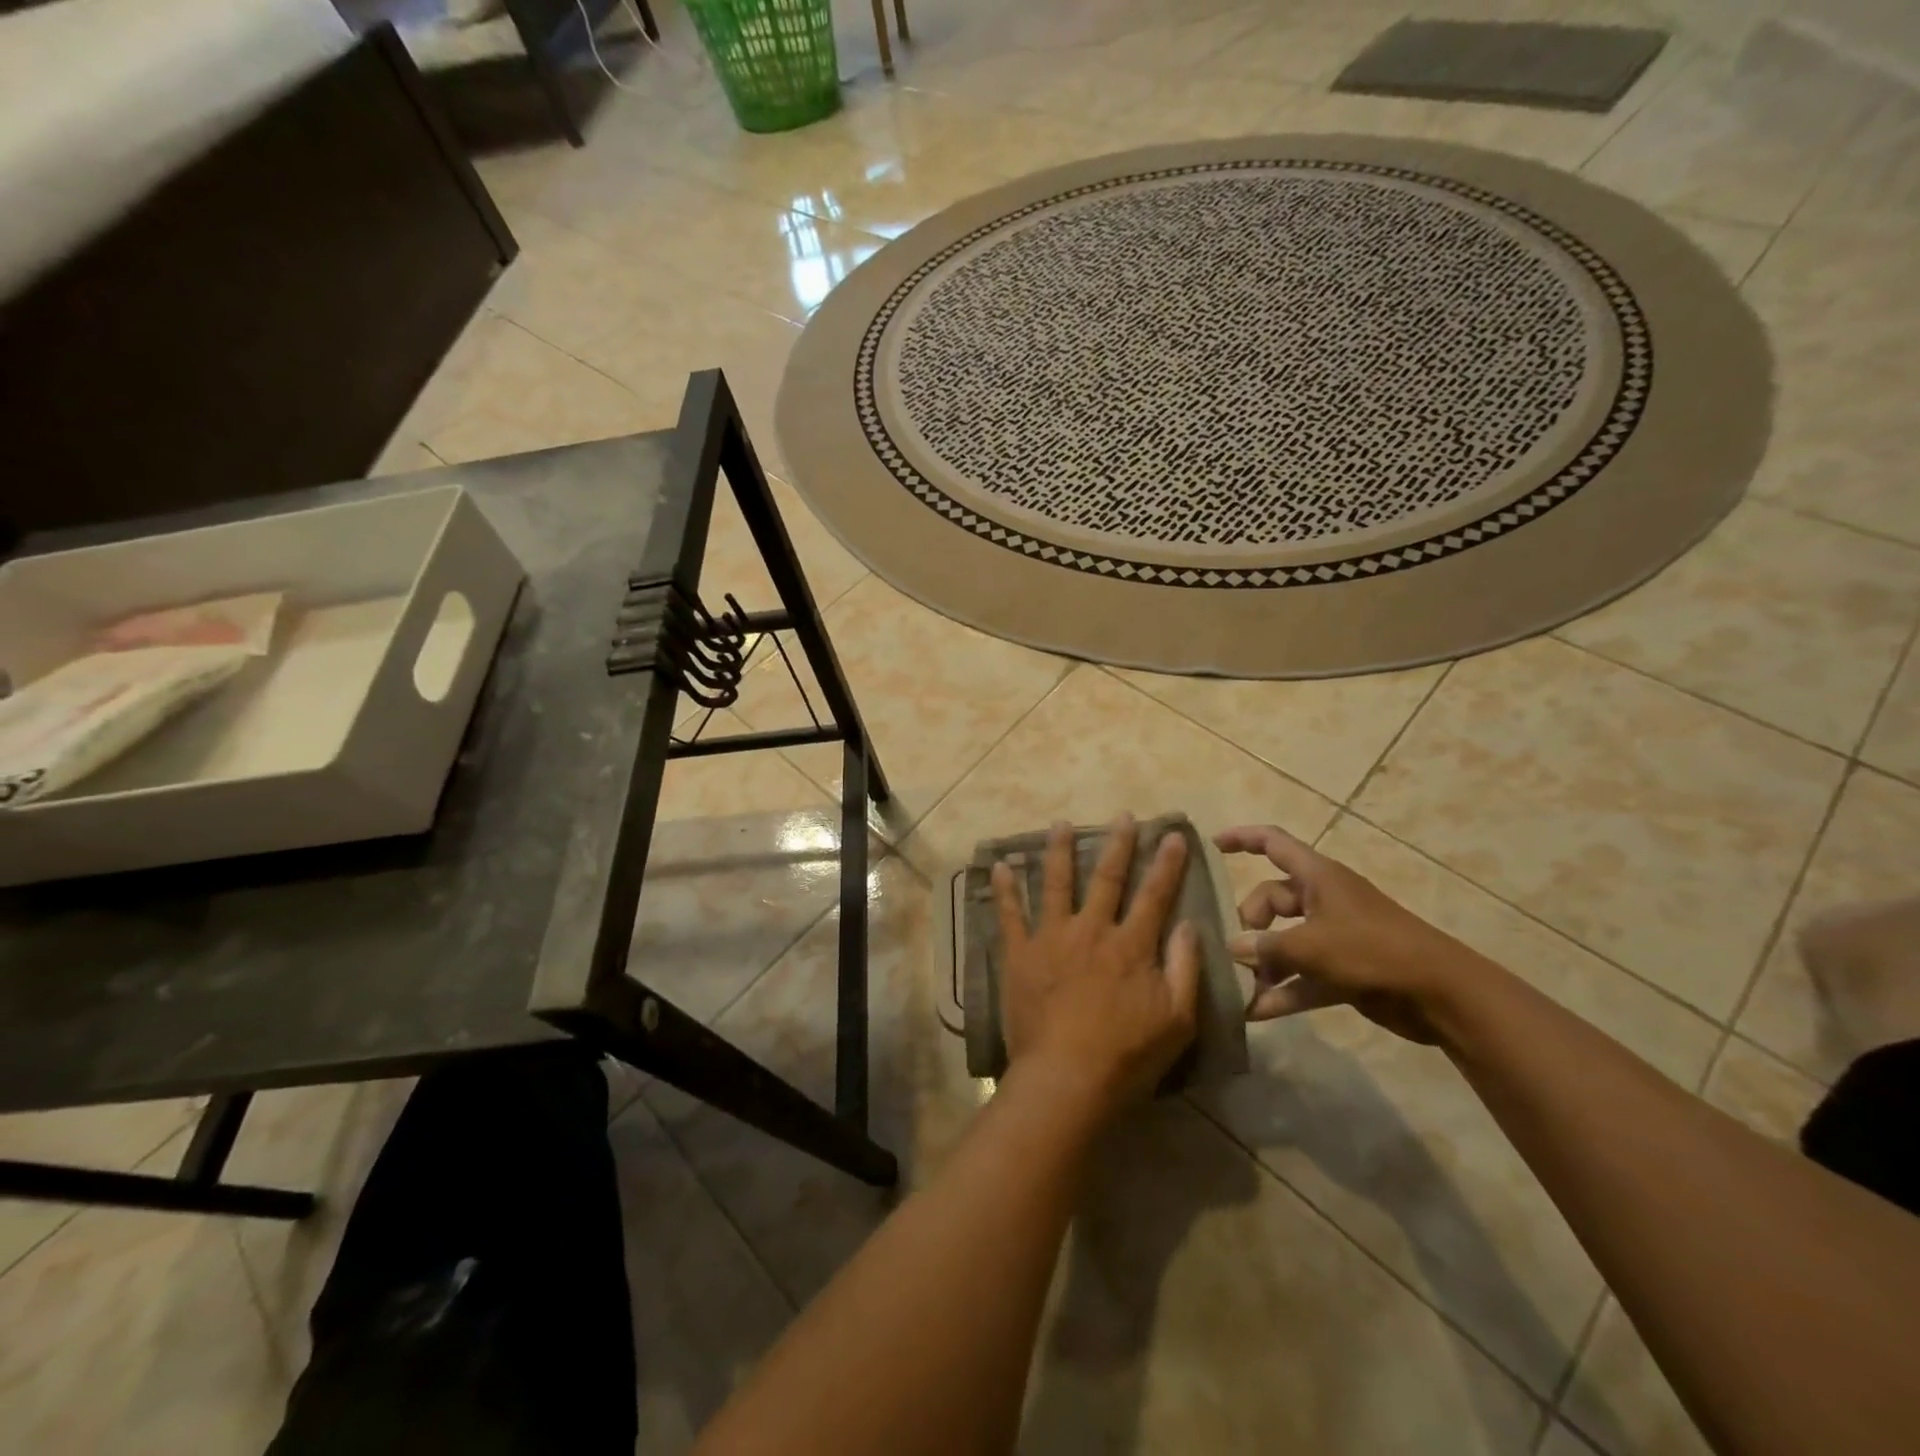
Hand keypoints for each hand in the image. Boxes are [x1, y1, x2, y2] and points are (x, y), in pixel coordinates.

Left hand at [991, 815, 1200, 1119]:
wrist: (1066, 1078)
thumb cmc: (1128, 1055)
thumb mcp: (1178, 1020)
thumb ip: (1185, 968)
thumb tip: (1188, 924)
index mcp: (1131, 945)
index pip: (1155, 894)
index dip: (1167, 864)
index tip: (1173, 834)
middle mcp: (1092, 930)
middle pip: (1107, 878)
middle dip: (1118, 844)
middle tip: (1122, 816)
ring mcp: (1052, 938)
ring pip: (1056, 884)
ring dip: (1059, 851)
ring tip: (1061, 824)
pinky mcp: (1020, 954)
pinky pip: (1010, 915)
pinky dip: (1005, 890)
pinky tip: (1000, 867)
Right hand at [1214, 824, 1488, 1044]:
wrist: (1441, 994)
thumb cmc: (1374, 951)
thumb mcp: (1313, 945)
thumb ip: (1267, 946)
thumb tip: (1232, 947)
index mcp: (1318, 877)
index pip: (1273, 843)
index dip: (1243, 838)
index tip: (1213, 846)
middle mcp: (1323, 901)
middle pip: (1271, 899)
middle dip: (1250, 923)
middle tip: (1236, 951)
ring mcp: (1334, 936)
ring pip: (1285, 940)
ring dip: (1263, 964)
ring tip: (1239, 987)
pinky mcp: (1343, 970)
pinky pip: (1302, 976)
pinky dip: (1283, 991)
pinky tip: (1257, 1013)